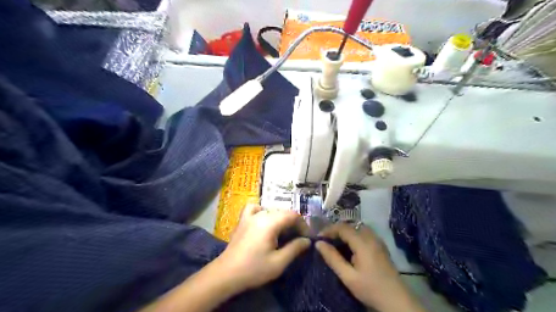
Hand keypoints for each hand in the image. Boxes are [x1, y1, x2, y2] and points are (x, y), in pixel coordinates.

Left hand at [215, 206, 312, 290]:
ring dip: (281, 219)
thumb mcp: (278, 263)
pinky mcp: (243, 220)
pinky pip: (255, 208)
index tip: (306, 238)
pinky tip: (264, 220)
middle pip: (283, 212)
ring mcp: (250, 216)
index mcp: (270, 222)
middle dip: (293, 223)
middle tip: (297, 238)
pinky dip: (262, 211)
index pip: (293, 215)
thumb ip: (295, 249)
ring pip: (271, 210)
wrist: (226, 273)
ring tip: (283, 233)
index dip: (303, 224)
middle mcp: (261, 214)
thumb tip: (307, 240)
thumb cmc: (254, 269)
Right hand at [315, 224, 423, 310]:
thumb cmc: (370, 289)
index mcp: (363, 243)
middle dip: (336, 230)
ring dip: (345, 232)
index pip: (342, 227)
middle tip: (325, 240)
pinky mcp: (380, 246)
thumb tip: (318, 244)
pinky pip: (364, 233)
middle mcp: (371, 237)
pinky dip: (353, 235)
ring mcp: (378, 240)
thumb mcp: (348, 276)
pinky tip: (349, 247)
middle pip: (350, 225)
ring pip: (357, 228)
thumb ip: (333, 258)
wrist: (397, 301)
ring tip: (335, 242)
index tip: (318, 238)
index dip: (329, 230)